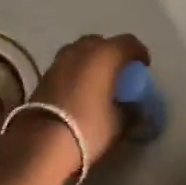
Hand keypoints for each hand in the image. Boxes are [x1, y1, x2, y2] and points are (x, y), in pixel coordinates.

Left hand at [5, 33, 149, 181]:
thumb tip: (135, 107)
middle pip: (101, 42)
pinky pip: (67, 64)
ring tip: (99, 81)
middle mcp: (81, 50)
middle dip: (112, 53)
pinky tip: (80, 90)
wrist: (42, 142)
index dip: (139, 52)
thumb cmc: (88, 127)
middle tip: (120, 73)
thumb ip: (131, 110)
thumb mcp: (118, 122)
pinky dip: (76, 71)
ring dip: (92, 60)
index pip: (128, 42)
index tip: (143, 67)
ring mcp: (59, 60)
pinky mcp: (44, 74)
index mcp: (104, 55)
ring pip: (81, 51)